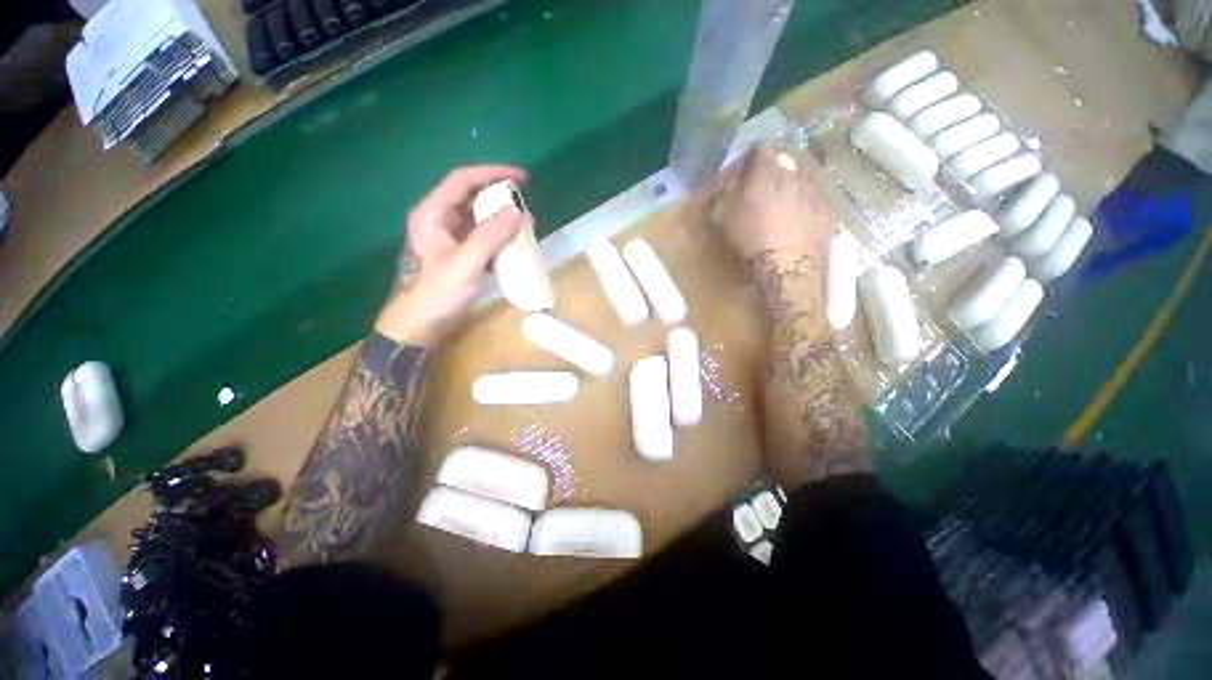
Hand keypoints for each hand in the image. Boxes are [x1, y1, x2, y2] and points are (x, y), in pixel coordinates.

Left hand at [375, 165, 526, 345]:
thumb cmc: (435, 295)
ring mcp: (447, 240)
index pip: (462, 180)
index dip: (492, 173)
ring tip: (525, 229)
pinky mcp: (456, 256)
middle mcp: (438, 221)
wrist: (416, 328)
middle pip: (471, 198)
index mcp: (431, 215)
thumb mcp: (465, 264)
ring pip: (477, 220)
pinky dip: (497, 239)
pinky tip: (513, 248)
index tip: (521, 178)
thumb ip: (490, 236)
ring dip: (501, 221)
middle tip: (526, 210)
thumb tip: (518, 211)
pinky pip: (480, 239)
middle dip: (500, 200)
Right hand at [711, 144, 842, 262]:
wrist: (785, 261)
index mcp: (768, 169)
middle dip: (771, 168)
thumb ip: (731, 185)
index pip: (760, 147)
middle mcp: (793, 172)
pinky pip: (809, 195)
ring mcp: (811, 189)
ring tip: (777, 201)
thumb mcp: (728, 210)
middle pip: (782, 160)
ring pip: (798, 177)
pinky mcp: (823, 208)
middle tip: (760, 184)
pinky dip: (800, 200)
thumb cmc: (750, 234)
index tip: (743, 166)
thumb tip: (735, 170)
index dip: (750, 154)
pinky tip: (793, 215)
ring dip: (787, 183)